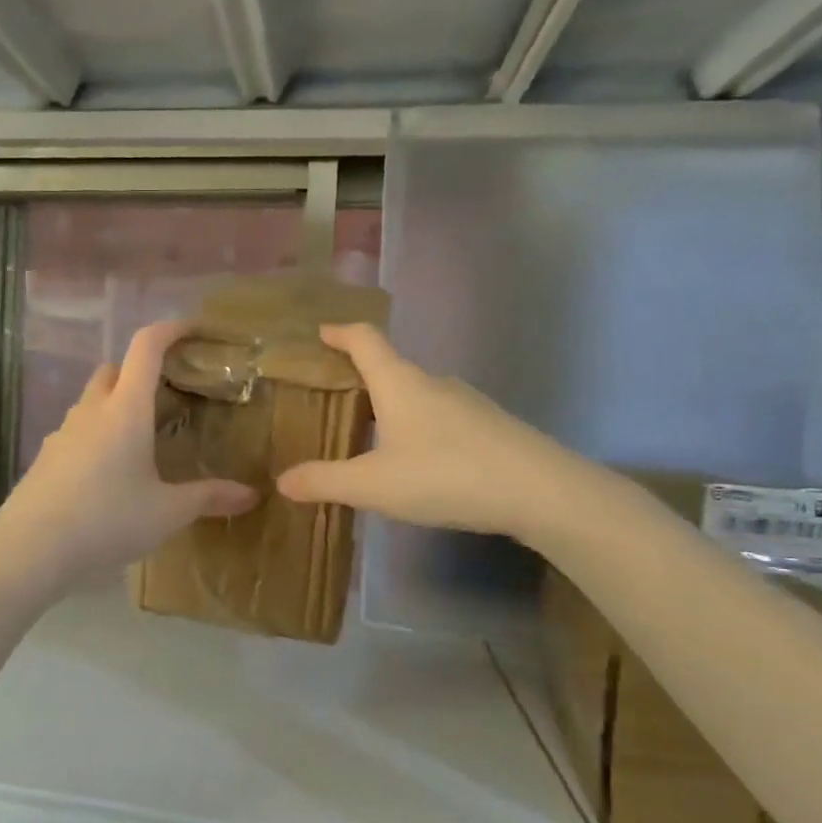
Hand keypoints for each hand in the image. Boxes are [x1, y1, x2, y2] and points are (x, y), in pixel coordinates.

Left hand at [0, 320, 257, 592]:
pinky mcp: (45, 457)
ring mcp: (62, 432)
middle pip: (114, 369)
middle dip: (141, 372)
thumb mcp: (167, 512)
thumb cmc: (107, 520)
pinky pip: (77, 431)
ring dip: (117, 405)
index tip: (195, 330)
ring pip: (92, 401)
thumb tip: (252, 494)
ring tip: (142, 439)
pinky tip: (109, 473)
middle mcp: (91, 410)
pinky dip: (97, 435)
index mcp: (125, 409)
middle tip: (169, 397)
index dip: (172, 329)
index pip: (146, 346)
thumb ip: (209, 498)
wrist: (31, 549)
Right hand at [276, 324, 582, 540]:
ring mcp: (466, 403)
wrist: (540, 491)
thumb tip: (282, 480)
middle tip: (333, 397)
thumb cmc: (445, 475)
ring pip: (417, 396)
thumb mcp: (373, 485)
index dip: (339, 332)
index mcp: (399, 383)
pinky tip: (415, 462)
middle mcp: (432, 382)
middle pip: (390, 367)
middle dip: (360, 377)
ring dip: (390, 407)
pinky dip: (417, 428)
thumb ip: (325, 481)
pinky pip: (440, 418)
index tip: (320, 331)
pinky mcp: (488, 426)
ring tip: (369, 435)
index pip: (364, 340)